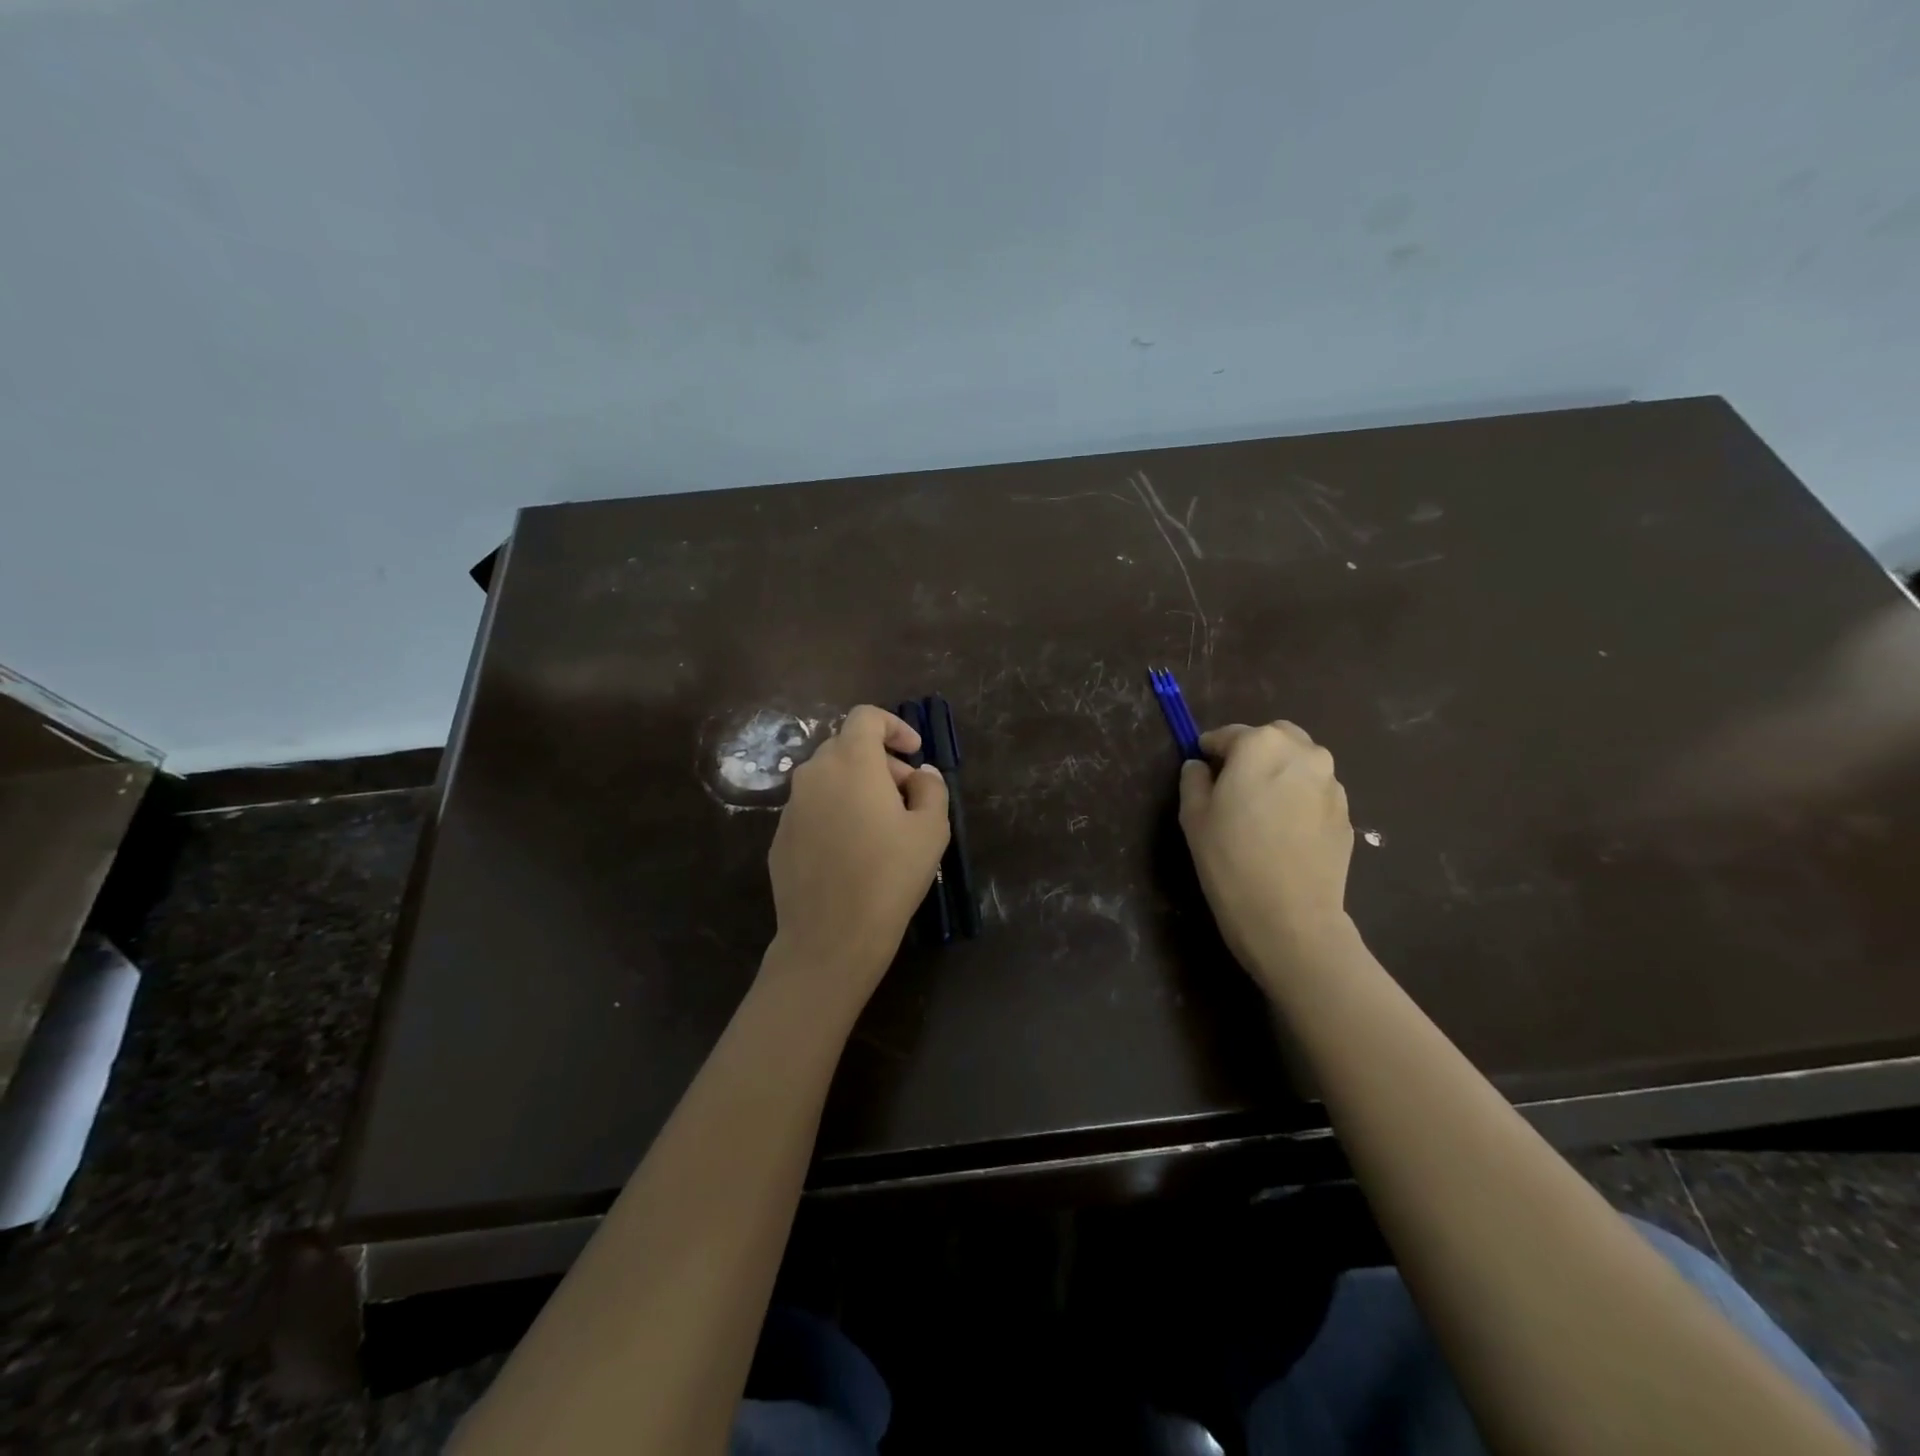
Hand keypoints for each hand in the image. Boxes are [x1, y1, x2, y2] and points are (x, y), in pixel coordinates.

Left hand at [766, 705, 949, 1004]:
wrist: (830, 936)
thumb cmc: (889, 876)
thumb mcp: (931, 830)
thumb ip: (931, 789)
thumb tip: (921, 774)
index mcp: (851, 762)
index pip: (866, 717)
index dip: (894, 726)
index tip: (914, 753)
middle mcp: (814, 774)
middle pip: (847, 746)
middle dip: (881, 761)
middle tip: (907, 795)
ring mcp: (791, 806)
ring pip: (828, 778)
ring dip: (857, 787)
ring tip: (883, 825)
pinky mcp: (780, 836)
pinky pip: (813, 808)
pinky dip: (836, 811)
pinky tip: (853, 850)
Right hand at [1178, 721, 1353, 985]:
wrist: (1289, 916)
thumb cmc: (1230, 859)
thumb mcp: (1193, 816)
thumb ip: (1194, 780)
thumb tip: (1200, 766)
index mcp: (1261, 745)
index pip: (1229, 734)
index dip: (1211, 750)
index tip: (1202, 767)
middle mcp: (1303, 753)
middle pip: (1274, 738)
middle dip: (1254, 752)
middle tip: (1234, 785)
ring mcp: (1332, 783)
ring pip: (1301, 763)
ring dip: (1281, 773)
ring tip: (1262, 809)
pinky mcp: (1347, 813)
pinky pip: (1316, 793)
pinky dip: (1299, 799)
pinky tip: (1284, 832)